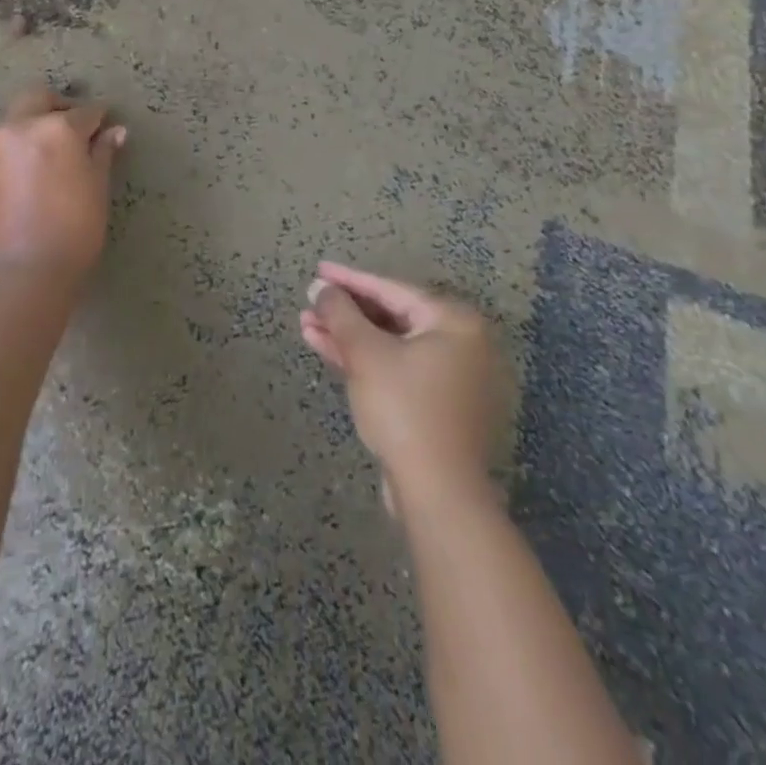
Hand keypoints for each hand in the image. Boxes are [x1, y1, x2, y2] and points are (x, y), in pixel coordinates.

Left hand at [0, 88, 126, 284]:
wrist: (19, 273)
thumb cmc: (73, 231)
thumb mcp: (97, 189)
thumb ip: (102, 154)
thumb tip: (114, 132)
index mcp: (56, 128)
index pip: (85, 112)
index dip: (100, 119)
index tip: (107, 127)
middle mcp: (20, 127)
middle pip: (39, 98)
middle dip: (59, 106)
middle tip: (76, 129)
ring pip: (16, 121)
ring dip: (34, 126)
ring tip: (52, 155)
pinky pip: (2, 147)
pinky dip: (18, 150)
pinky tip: (31, 177)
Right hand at [299, 262, 500, 509]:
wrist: (437, 493)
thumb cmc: (405, 409)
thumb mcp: (367, 354)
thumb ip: (341, 314)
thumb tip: (321, 287)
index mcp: (454, 321)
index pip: (392, 289)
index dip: (350, 280)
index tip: (318, 270)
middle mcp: (458, 342)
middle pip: (391, 316)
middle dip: (345, 311)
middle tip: (309, 301)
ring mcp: (449, 376)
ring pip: (389, 344)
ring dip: (348, 336)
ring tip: (306, 325)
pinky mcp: (435, 404)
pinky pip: (395, 368)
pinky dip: (364, 360)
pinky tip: (327, 349)